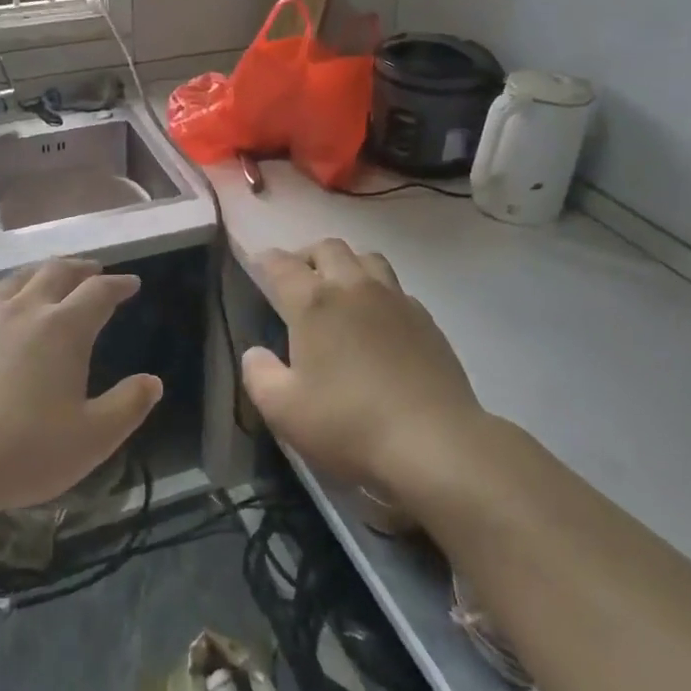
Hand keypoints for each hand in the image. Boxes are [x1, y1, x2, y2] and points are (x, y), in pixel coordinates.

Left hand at [0, 259, 162, 527]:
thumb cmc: (24, 452)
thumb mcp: (93, 438)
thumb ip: (129, 406)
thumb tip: (153, 381)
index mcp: (65, 329)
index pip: (99, 293)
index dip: (119, 285)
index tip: (131, 284)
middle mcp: (25, 309)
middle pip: (57, 273)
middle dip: (82, 269)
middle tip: (95, 271)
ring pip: (17, 279)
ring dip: (41, 273)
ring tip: (51, 277)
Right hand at [242, 240, 487, 505]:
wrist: (434, 442)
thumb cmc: (348, 424)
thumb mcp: (283, 410)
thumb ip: (258, 375)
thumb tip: (256, 352)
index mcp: (314, 302)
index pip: (281, 264)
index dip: (264, 259)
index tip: (257, 265)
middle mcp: (354, 287)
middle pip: (328, 248)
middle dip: (307, 256)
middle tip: (297, 281)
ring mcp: (395, 299)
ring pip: (367, 259)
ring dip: (347, 265)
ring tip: (338, 292)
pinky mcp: (426, 319)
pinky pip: (395, 288)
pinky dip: (378, 292)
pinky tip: (376, 323)